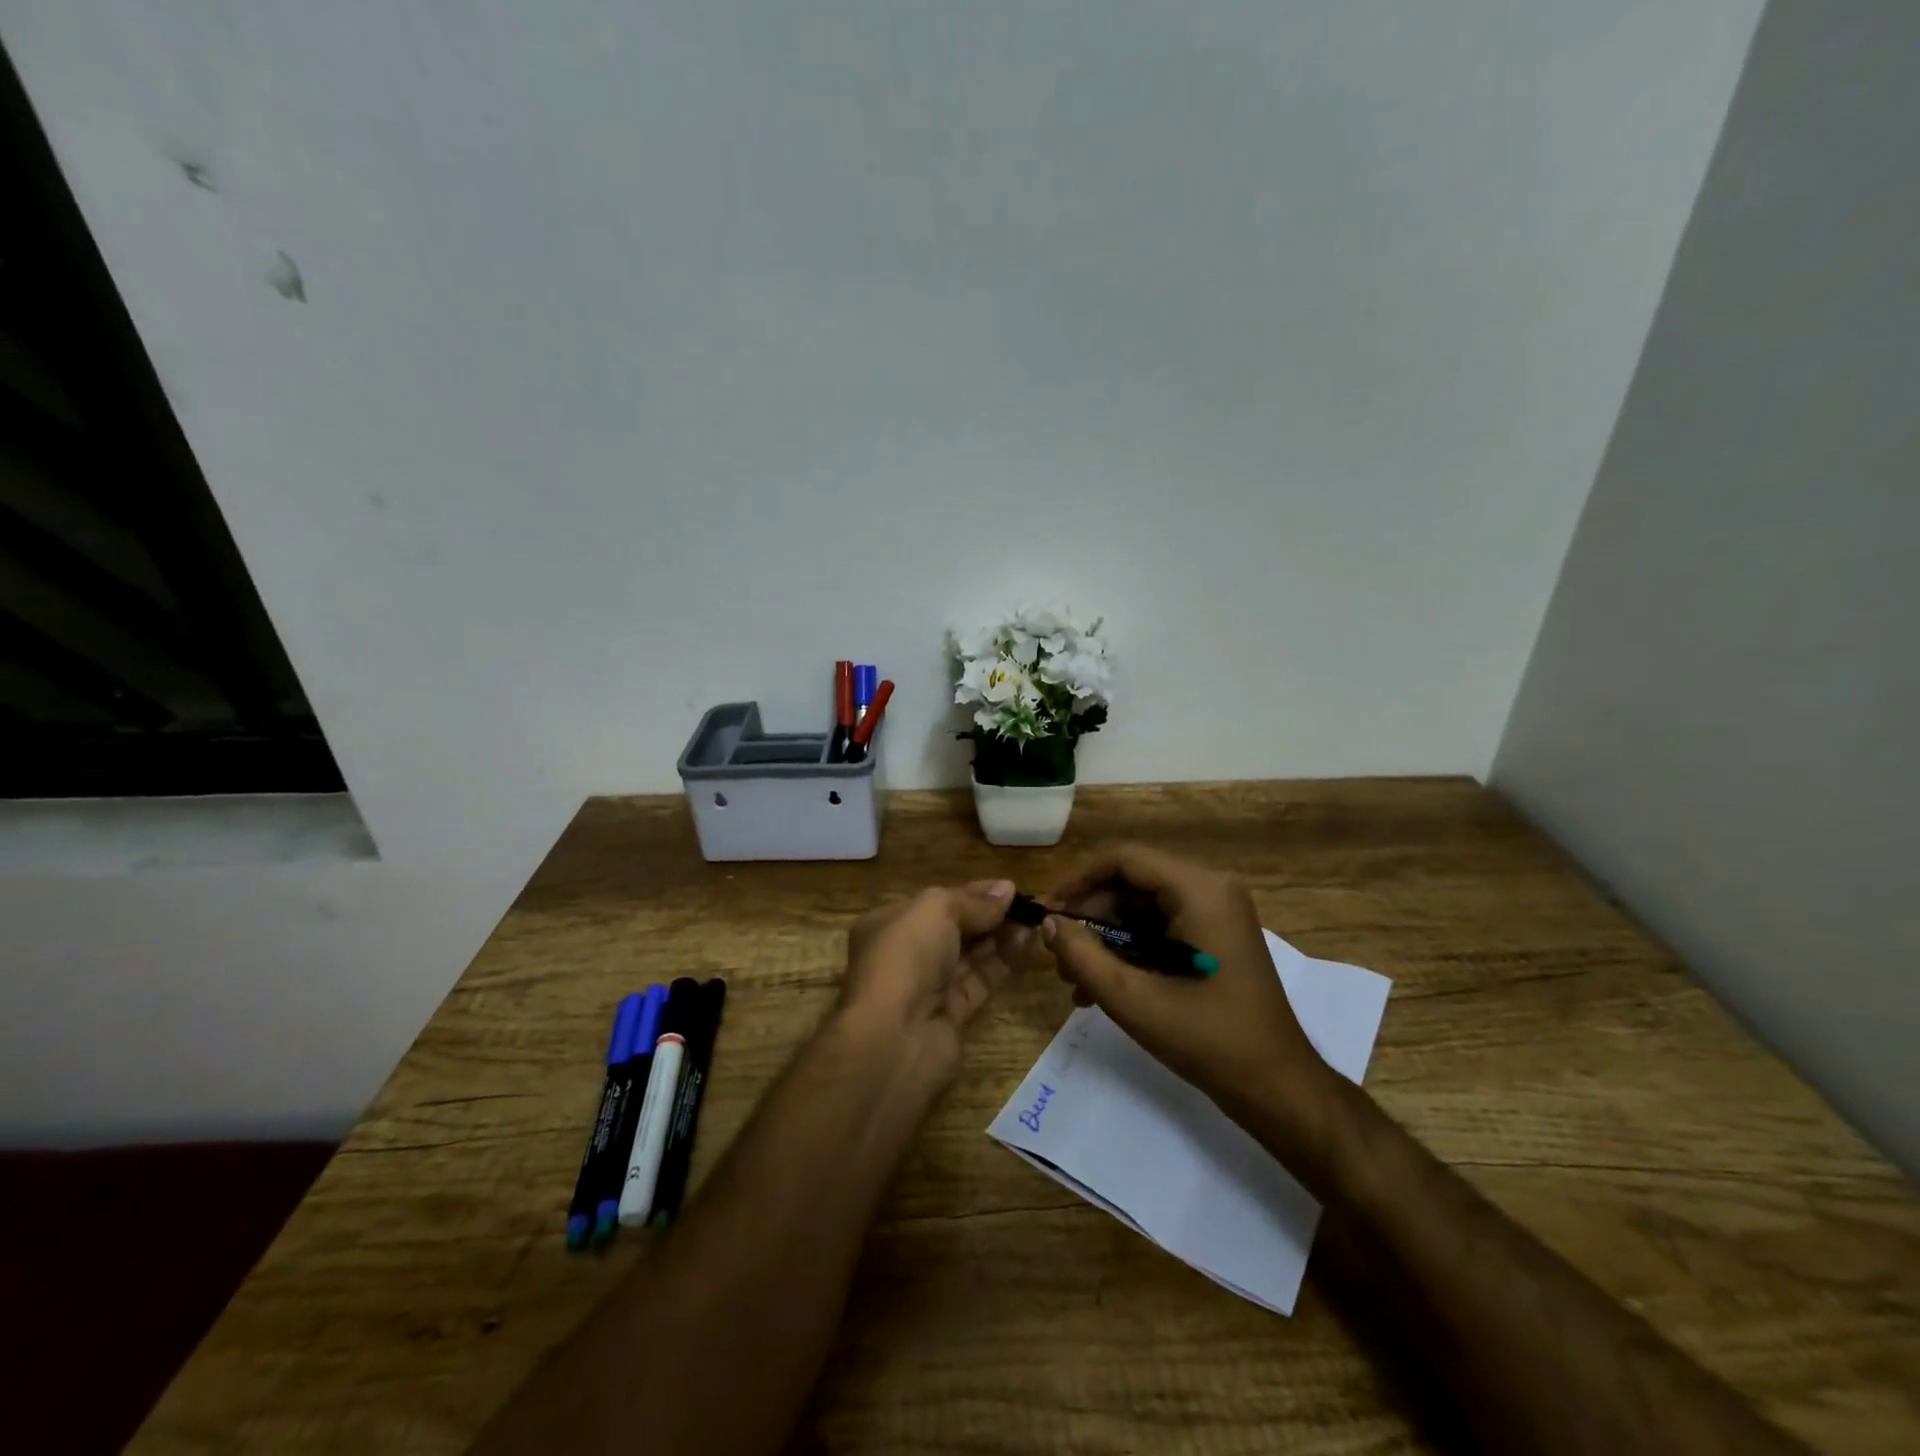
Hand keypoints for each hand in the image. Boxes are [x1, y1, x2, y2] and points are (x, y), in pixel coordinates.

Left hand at [837, 879, 1032, 1083]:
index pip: (936, 903)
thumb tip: (1006, 889)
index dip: (972, 894)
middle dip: (989, 915)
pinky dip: (1003, 962)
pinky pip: (981, 981)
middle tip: (1027, 904)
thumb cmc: (905, 956)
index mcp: (890, 924)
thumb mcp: (935, 910)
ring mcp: (928, 987)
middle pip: (955, 929)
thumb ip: (973, 900)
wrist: (893, 1037)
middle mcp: (907, 954)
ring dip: (1001, 936)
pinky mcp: (952, 1015)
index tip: (1008, 888)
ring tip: (1034, 920)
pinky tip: (1026, 943)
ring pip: (971, 956)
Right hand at [1044, 845, 1338, 1144]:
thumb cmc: (1208, 1040)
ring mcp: (1217, 911)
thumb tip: (1048, 923)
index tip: (1048, 910)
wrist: (1277, 1088)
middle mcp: (1211, 888)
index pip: (1124, 859)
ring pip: (1142, 908)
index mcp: (1200, 890)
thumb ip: (1083, 956)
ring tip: (1074, 981)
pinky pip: (1160, 927)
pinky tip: (1103, 987)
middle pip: (1132, 883)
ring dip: (1106, 938)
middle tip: (1058, 954)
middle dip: (1091, 917)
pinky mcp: (1216, 934)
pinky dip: (1130, 949)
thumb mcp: (1134, 1000)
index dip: (1079, 879)